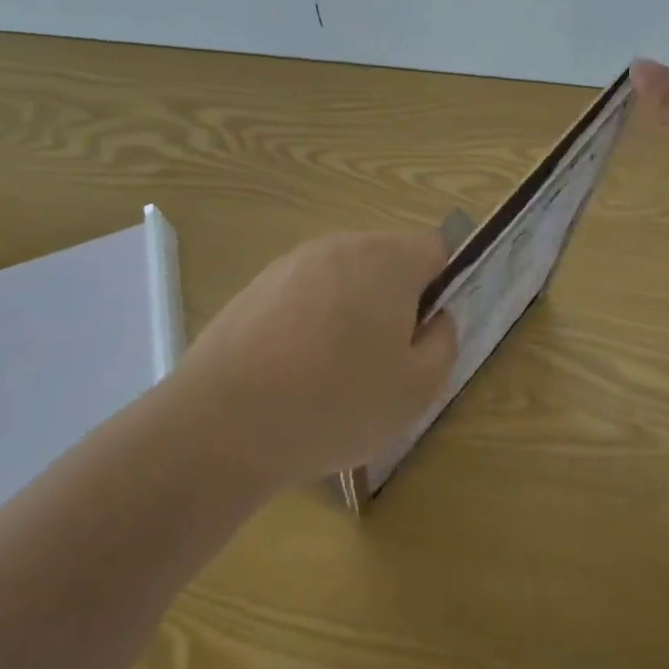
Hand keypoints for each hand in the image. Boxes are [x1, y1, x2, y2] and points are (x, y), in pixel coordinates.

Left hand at [172, 232, 457, 486]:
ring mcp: (293, 263)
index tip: (426, 334)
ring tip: (334, 372)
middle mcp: (341, 246)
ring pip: (343, 279)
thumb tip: (435, 319)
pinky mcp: (256, 286)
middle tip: (385, 360)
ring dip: (351, 312)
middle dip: (395, 301)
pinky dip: (310, 323)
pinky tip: (294, 372)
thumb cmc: (337, 402)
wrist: (225, 422)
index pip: (436, 250)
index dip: (443, 288)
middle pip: (387, 261)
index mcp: (388, 260)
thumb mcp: (417, 389)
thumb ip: (444, 343)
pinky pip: (303, 296)